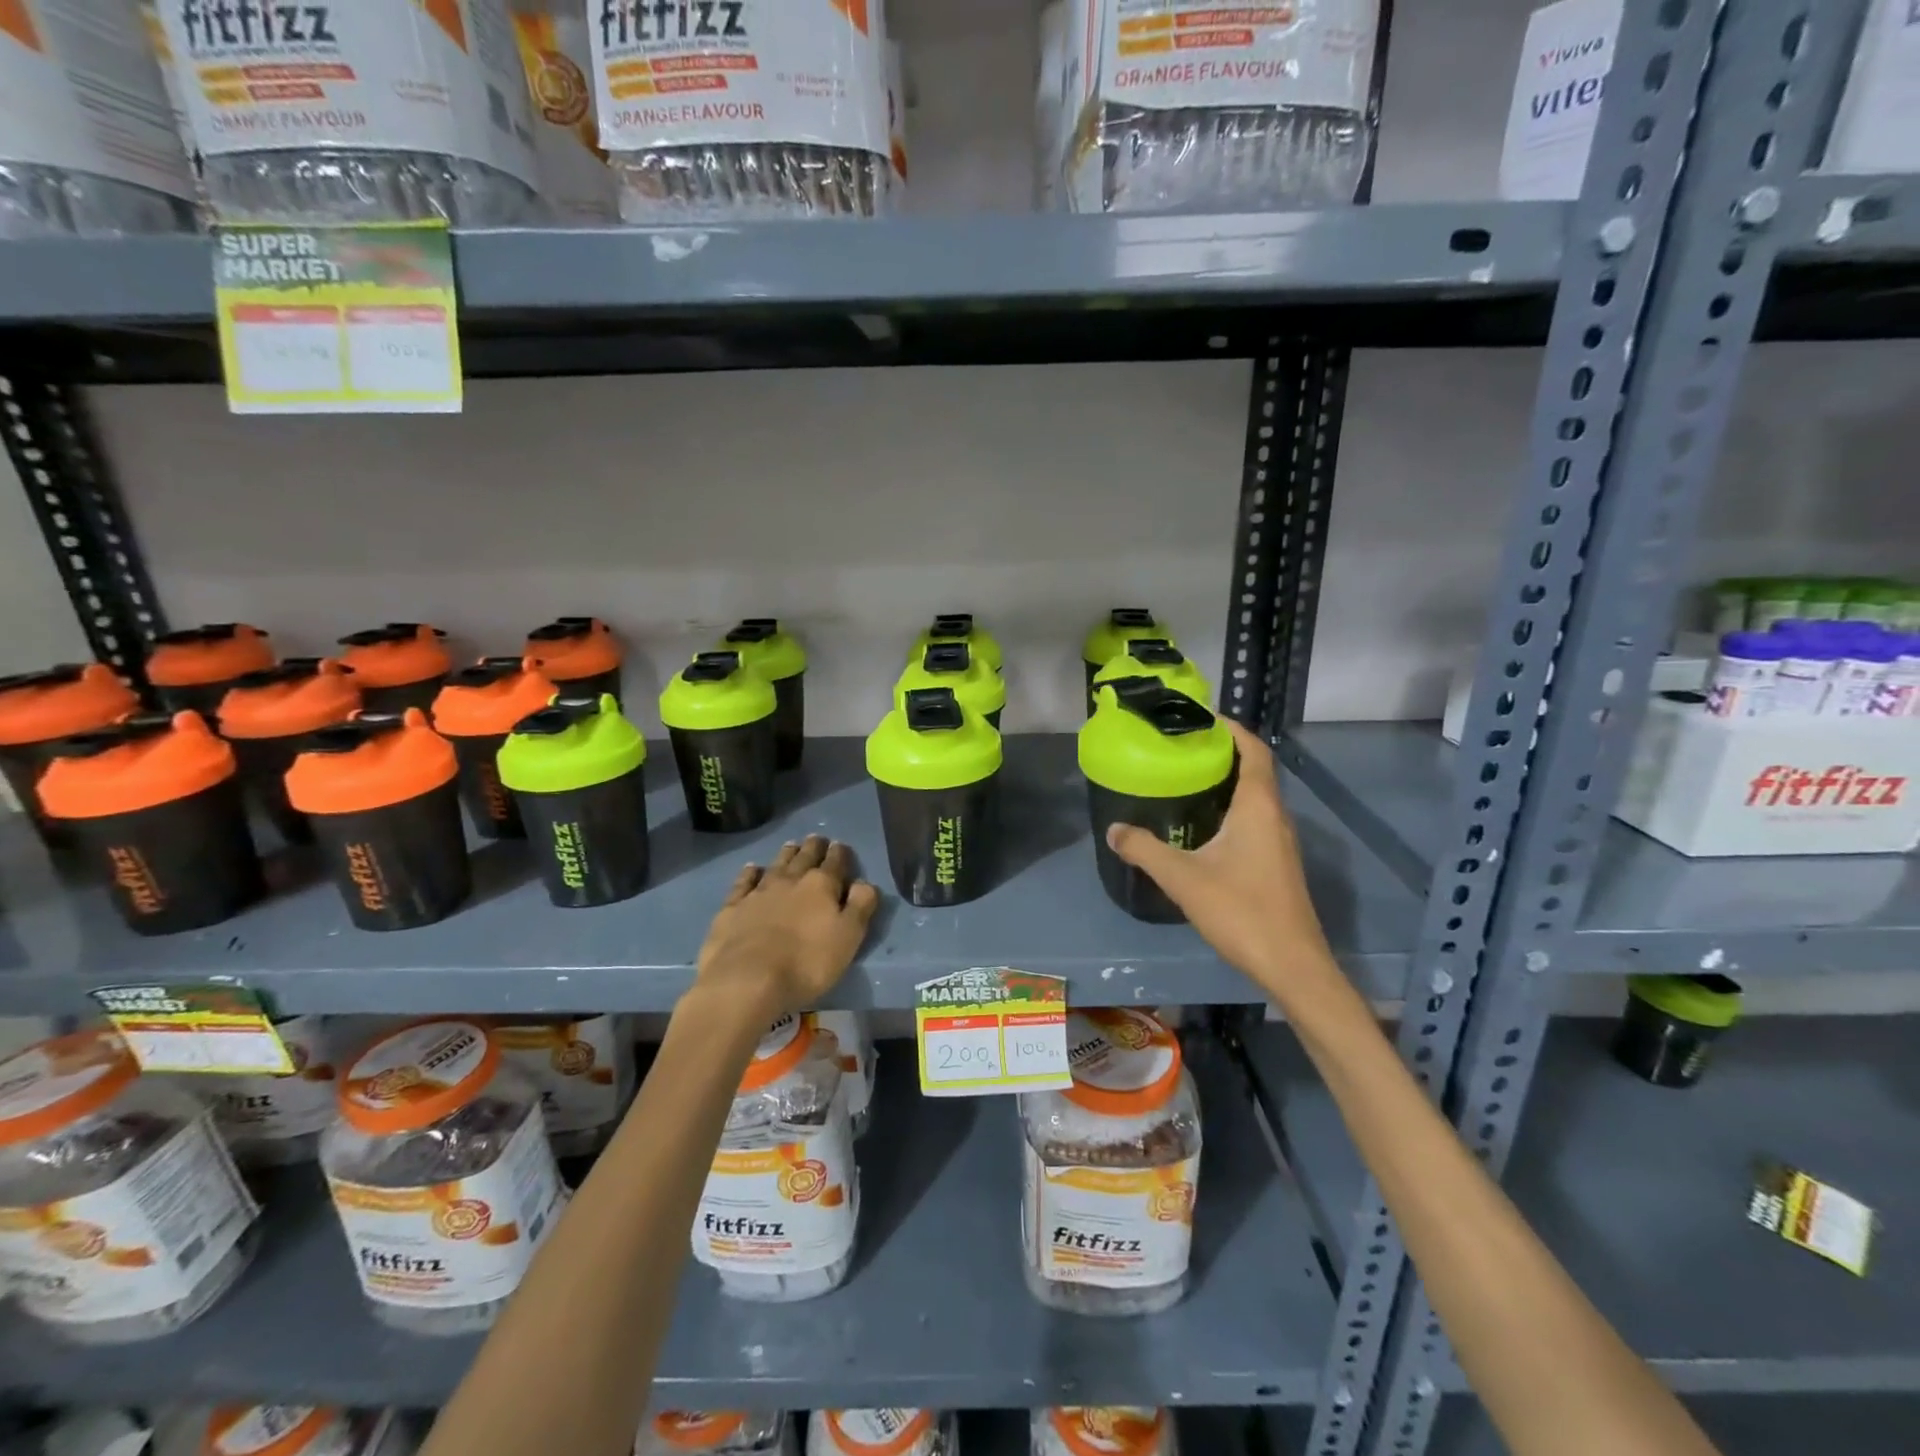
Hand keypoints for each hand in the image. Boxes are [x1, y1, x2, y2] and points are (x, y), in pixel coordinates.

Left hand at [694, 836, 880, 1022]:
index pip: (835, 863)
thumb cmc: (807, 962)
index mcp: (821, 885)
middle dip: (813, 847)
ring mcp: (758, 892)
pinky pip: (743, 882)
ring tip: (792, 845)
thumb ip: (861, 906)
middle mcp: (790, 880)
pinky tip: (752, 868)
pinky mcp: (732, 908)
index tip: (840, 846)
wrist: (747, 980)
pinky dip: (749, 873)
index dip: (840, 853)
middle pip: (804, 857)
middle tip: (816, 838)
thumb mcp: (848, 937)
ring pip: (776, 865)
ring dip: (786, 854)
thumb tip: (865, 882)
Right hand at [1105, 718, 1334, 995]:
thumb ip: (1144, 850)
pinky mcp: (1277, 863)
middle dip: (1220, 753)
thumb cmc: (1241, 911)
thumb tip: (1114, 829)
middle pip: (1253, 770)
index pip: (1253, 750)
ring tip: (1184, 780)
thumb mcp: (1182, 878)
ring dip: (1225, 783)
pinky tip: (1200, 827)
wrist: (1292, 965)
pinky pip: (1254, 820)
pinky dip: (1229, 809)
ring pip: (1254, 797)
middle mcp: (1275, 816)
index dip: (1230, 729)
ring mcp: (1280, 841)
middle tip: (1180, 748)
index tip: (1198, 718)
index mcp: (1258, 807)